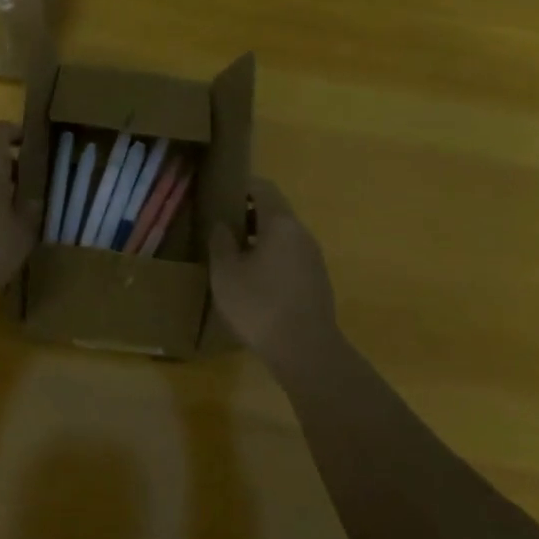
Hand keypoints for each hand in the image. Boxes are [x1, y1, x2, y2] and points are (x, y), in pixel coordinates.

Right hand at [209, 179, 339, 369]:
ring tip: (234, 255)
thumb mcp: (226, 273)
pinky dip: (272, 257)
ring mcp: (314, 258)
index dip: (241, 186)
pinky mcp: (317, 281)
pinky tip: (255, 280)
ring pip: (283, 235)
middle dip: (248, 214)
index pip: (263, 187)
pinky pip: (291, 256)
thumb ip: (221, 242)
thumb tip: (222, 224)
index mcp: (281, 223)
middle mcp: (302, 233)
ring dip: (260, 238)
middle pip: (275, 210)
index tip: (220, 193)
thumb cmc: (260, 305)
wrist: (307, 352)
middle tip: (222, 226)